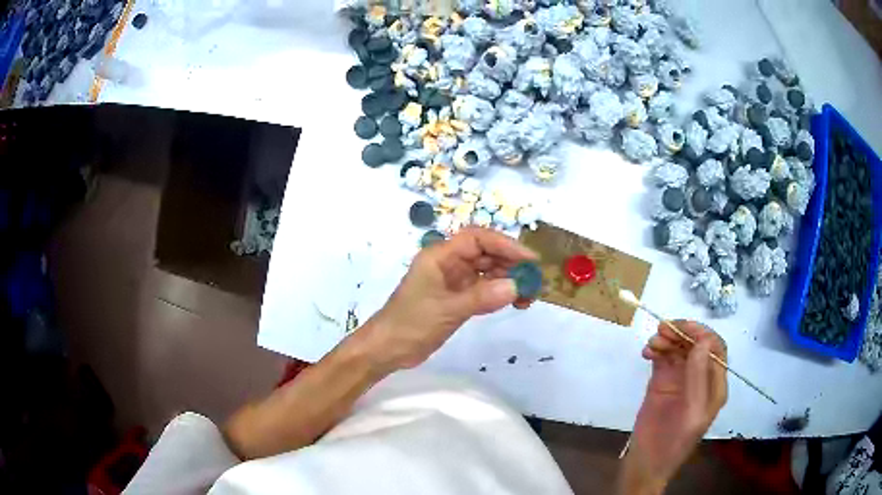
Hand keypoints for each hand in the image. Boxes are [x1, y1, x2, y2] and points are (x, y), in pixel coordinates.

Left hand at [359, 227, 536, 371]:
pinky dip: (499, 293)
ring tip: (528, 296)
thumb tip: (516, 287)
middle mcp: (448, 264)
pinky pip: (484, 289)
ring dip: (508, 280)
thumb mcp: (446, 309)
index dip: (504, 244)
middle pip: (485, 254)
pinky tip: (514, 302)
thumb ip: (481, 297)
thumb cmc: (411, 323)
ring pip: (487, 272)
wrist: (389, 349)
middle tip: (534, 281)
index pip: (477, 239)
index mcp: (440, 256)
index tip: (528, 259)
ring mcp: (453, 282)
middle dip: (511, 263)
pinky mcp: (456, 299)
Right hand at [619, 321, 727, 493]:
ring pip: (679, 348)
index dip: (702, 334)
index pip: (716, 349)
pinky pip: (663, 358)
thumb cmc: (673, 443)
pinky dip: (656, 350)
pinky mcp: (662, 382)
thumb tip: (702, 342)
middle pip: (697, 344)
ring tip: (651, 343)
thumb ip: (698, 379)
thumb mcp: (691, 414)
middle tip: (662, 329)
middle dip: (682, 333)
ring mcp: (680, 379)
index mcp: (714, 386)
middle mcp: (700, 378)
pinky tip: (646, 353)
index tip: (682, 328)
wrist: (644, 465)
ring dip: (667, 339)